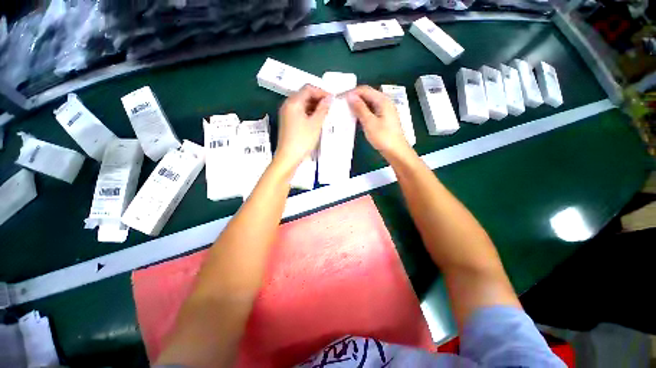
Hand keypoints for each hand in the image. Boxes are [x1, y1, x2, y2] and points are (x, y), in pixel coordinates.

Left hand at [275, 84, 331, 169]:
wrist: (288, 157)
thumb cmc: (303, 140)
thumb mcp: (315, 124)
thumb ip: (323, 108)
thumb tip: (329, 98)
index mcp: (293, 102)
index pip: (308, 89)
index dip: (321, 92)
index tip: (332, 100)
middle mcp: (288, 105)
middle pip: (304, 95)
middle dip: (318, 99)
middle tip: (330, 107)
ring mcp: (286, 114)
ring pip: (302, 105)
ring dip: (314, 107)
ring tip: (325, 114)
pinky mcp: (288, 122)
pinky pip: (299, 113)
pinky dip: (309, 114)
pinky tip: (317, 120)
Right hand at [346, 85, 410, 159]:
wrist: (396, 151)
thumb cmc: (383, 137)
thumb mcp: (369, 122)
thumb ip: (360, 108)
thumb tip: (350, 96)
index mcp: (382, 100)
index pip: (364, 90)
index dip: (351, 92)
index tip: (340, 98)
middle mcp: (384, 102)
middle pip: (367, 95)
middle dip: (354, 98)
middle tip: (342, 105)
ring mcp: (384, 110)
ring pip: (368, 103)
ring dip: (358, 105)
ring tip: (346, 111)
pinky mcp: (383, 118)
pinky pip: (371, 110)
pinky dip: (362, 112)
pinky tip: (356, 118)